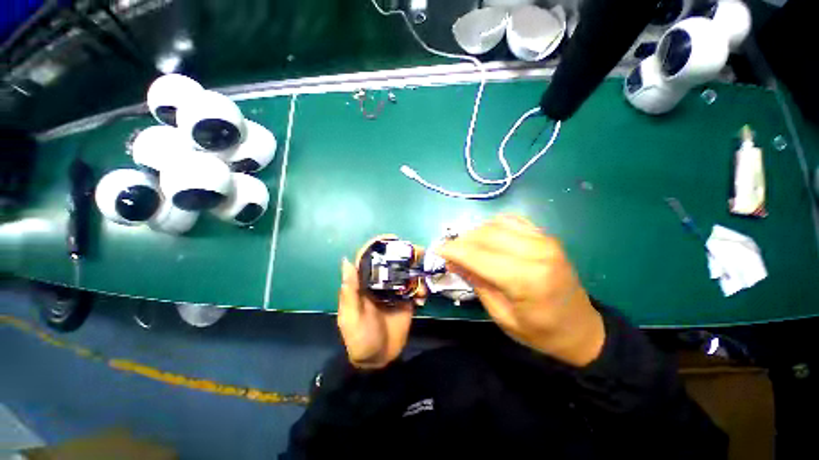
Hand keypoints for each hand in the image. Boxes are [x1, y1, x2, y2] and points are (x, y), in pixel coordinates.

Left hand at [337, 237, 425, 369]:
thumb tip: (345, 260)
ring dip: (416, 271)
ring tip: (425, 271)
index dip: (377, 246)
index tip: (392, 238)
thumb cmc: (358, 339)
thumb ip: (350, 291)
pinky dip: (422, 289)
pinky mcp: (406, 305)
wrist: (376, 360)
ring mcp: (393, 295)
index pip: (368, 260)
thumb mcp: (351, 317)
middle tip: (418, 252)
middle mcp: (377, 286)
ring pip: (405, 275)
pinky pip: (415, 291)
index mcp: (361, 286)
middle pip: (390, 263)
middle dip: (403, 255)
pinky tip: (424, 296)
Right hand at [437, 215, 604, 366]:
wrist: (579, 328)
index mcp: (526, 278)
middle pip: (488, 233)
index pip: (479, 253)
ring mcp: (546, 240)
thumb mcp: (504, 318)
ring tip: (467, 249)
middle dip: (463, 240)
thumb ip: (480, 285)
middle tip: (449, 254)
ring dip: (479, 232)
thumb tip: (455, 262)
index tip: (435, 252)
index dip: (453, 250)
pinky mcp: (549, 238)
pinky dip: (497, 227)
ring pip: (500, 223)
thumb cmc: (541, 333)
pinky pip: (516, 222)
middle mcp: (537, 251)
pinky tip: (490, 241)